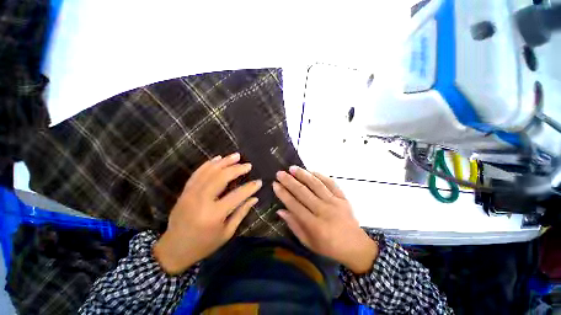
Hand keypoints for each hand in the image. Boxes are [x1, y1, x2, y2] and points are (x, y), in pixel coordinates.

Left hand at [153, 152, 261, 274]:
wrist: (173, 249)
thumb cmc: (204, 244)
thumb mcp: (227, 232)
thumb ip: (241, 212)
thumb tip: (254, 198)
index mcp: (214, 214)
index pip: (237, 195)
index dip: (250, 187)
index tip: (259, 182)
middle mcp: (201, 201)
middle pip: (221, 178)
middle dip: (237, 169)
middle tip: (248, 165)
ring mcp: (191, 194)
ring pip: (209, 172)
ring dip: (224, 162)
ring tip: (236, 156)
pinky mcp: (185, 191)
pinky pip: (197, 173)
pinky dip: (208, 164)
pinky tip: (218, 158)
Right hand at [273, 166, 377, 273]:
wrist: (356, 247)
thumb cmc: (329, 248)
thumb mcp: (309, 242)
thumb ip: (294, 225)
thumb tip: (280, 210)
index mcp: (315, 225)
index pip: (294, 205)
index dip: (283, 194)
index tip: (275, 184)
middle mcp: (324, 211)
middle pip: (303, 192)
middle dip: (289, 181)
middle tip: (280, 173)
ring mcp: (335, 202)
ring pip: (316, 184)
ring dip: (303, 174)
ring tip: (293, 168)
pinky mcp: (343, 198)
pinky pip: (331, 183)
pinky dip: (320, 175)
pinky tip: (311, 171)